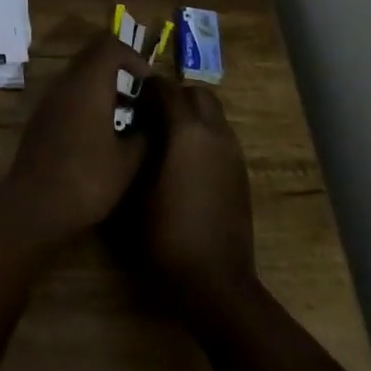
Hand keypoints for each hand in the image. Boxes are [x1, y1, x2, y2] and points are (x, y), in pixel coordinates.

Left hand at [5, 34, 151, 243]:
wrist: (35, 204)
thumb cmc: (87, 179)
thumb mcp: (128, 162)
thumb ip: (144, 136)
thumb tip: (151, 123)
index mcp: (88, 83)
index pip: (110, 46)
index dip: (133, 56)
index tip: (148, 81)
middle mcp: (65, 82)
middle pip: (92, 56)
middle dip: (118, 68)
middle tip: (139, 93)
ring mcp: (49, 99)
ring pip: (79, 75)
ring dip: (102, 85)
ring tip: (125, 115)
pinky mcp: (41, 116)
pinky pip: (67, 94)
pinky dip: (87, 100)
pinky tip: (100, 132)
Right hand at [135, 75, 258, 316]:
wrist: (216, 283)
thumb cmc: (167, 235)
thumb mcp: (134, 191)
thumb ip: (132, 150)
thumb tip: (129, 129)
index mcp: (188, 131)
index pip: (167, 87)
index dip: (147, 87)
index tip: (128, 96)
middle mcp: (215, 133)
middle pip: (198, 94)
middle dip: (175, 96)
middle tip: (150, 114)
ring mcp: (233, 153)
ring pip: (214, 114)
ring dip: (192, 116)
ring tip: (166, 138)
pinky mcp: (241, 173)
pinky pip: (221, 137)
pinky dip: (204, 136)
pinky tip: (184, 163)